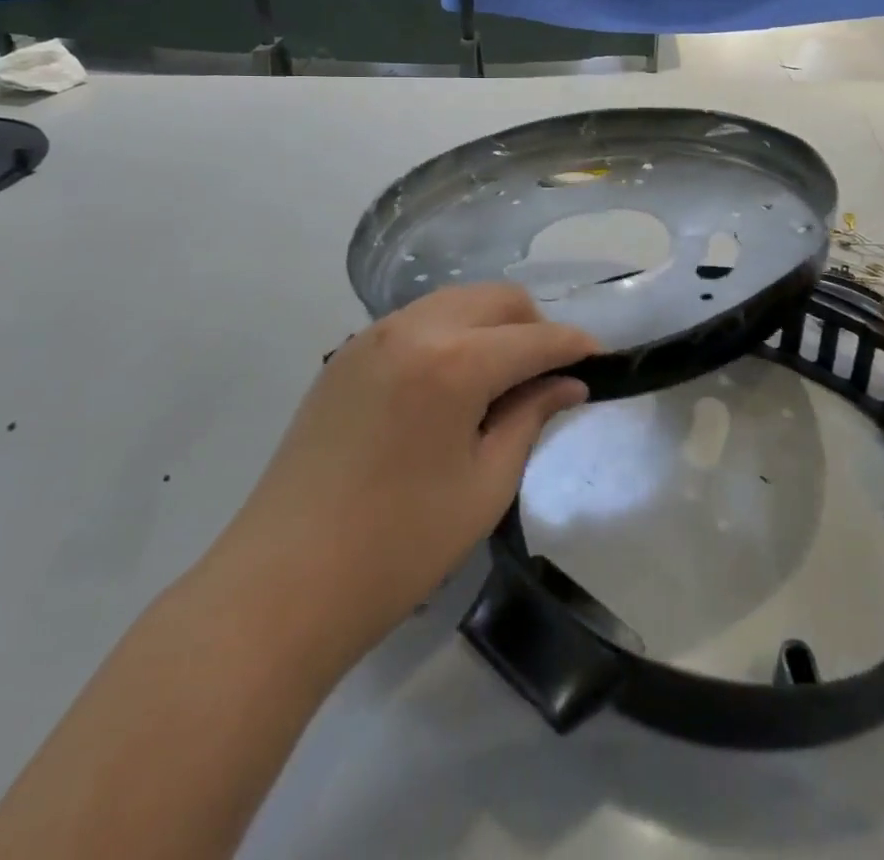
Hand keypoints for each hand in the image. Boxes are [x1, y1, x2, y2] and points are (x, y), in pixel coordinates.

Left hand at [215, 284, 595, 673]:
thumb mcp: (484, 486)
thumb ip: (530, 418)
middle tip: (548, 373)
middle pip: (496, 299)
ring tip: (502, 375)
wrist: (282, 584)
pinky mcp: (346, 354)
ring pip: (454, 301)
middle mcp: (414, 329)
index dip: (575, 346)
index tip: (601, 359)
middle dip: (533, 325)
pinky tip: (450, 381)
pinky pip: (416, 320)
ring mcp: (372, 336)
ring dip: (490, 325)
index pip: (535, 337)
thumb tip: (568, 384)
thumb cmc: (398, 547)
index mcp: (455, 362)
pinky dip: (449, 333)